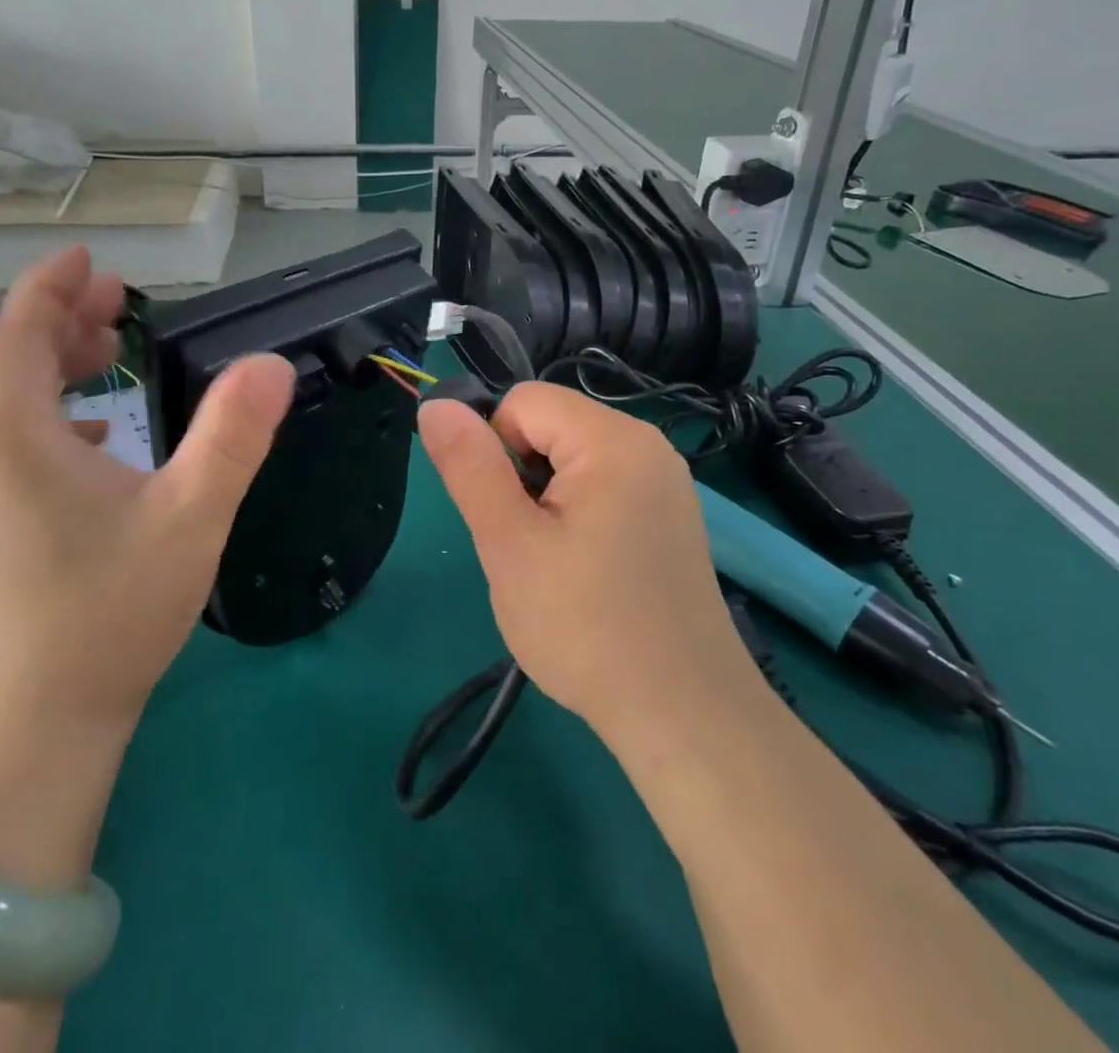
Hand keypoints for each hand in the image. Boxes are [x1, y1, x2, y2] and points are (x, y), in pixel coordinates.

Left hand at [0, 247, 295, 735]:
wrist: (44, 721)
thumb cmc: (113, 610)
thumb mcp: (190, 515)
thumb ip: (232, 436)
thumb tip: (271, 364)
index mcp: (19, 439)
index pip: (17, 336)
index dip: (50, 288)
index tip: (91, 259)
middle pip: (12, 364)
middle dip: (63, 319)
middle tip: (120, 299)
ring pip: (16, 404)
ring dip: (60, 363)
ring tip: (112, 347)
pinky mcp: (5, 526)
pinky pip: (24, 442)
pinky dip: (60, 411)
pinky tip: (103, 429)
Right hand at [418, 383, 756, 747]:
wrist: (683, 716)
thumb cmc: (586, 627)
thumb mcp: (509, 544)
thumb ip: (469, 467)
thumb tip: (435, 406)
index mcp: (613, 439)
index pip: (523, 402)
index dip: (496, 452)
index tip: (506, 517)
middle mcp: (648, 444)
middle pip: (551, 426)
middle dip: (522, 477)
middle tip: (529, 550)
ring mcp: (665, 481)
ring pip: (572, 459)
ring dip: (546, 500)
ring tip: (556, 565)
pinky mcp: (670, 515)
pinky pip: (603, 486)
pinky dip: (578, 515)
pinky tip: (586, 573)